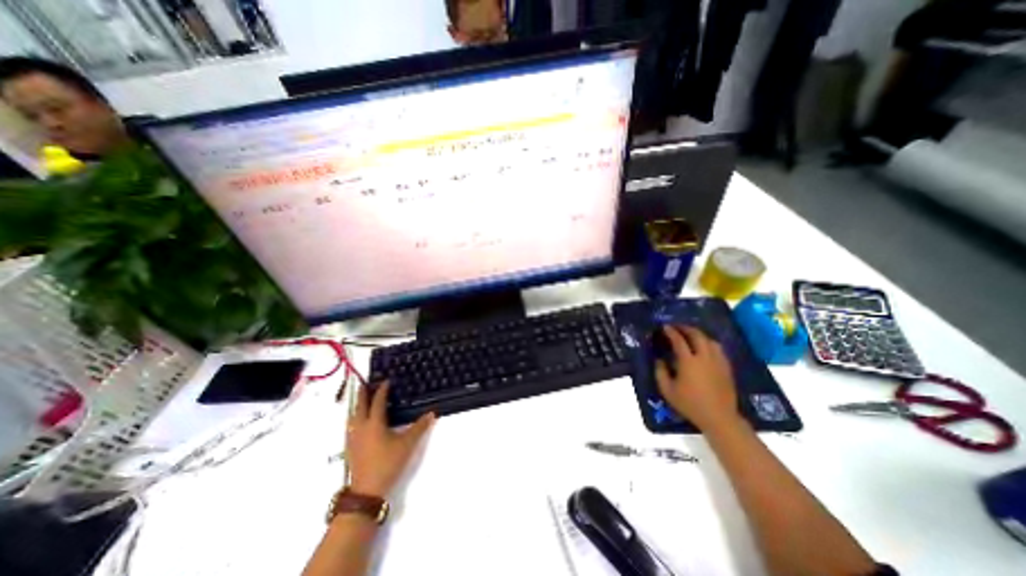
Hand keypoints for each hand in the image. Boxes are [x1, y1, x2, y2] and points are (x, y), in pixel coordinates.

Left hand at [346, 381, 432, 494]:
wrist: (366, 491)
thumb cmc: (388, 463)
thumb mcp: (407, 444)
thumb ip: (419, 427)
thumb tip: (432, 413)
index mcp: (374, 423)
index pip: (377, 401)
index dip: (382, 390)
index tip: (386, 381)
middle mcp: (361, 427)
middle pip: (360, 406)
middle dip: (362, 394)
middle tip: (365, 383)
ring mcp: (353, 438)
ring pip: (352, 416)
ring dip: (356, 405)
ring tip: (361, 400)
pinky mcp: (350, 448)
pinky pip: (350, 426)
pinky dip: (354, 417)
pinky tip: (357, 422)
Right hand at [657, 324, 737, 431]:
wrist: (719, 417)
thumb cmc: (690, 404)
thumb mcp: (667, 390)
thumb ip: (660, 372)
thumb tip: (659, 360)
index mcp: (688, 362)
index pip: (679, 340)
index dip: (671, 332)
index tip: (665, 327)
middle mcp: (704, 357)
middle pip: (697, 335)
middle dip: (686, 328)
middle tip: (677, 327)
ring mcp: (718, 362)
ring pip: (710, 340)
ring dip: (699, 334)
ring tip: (691, 335)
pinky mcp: (726, 368)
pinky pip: (718, 349)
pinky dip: (709, 343)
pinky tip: (705, 348)